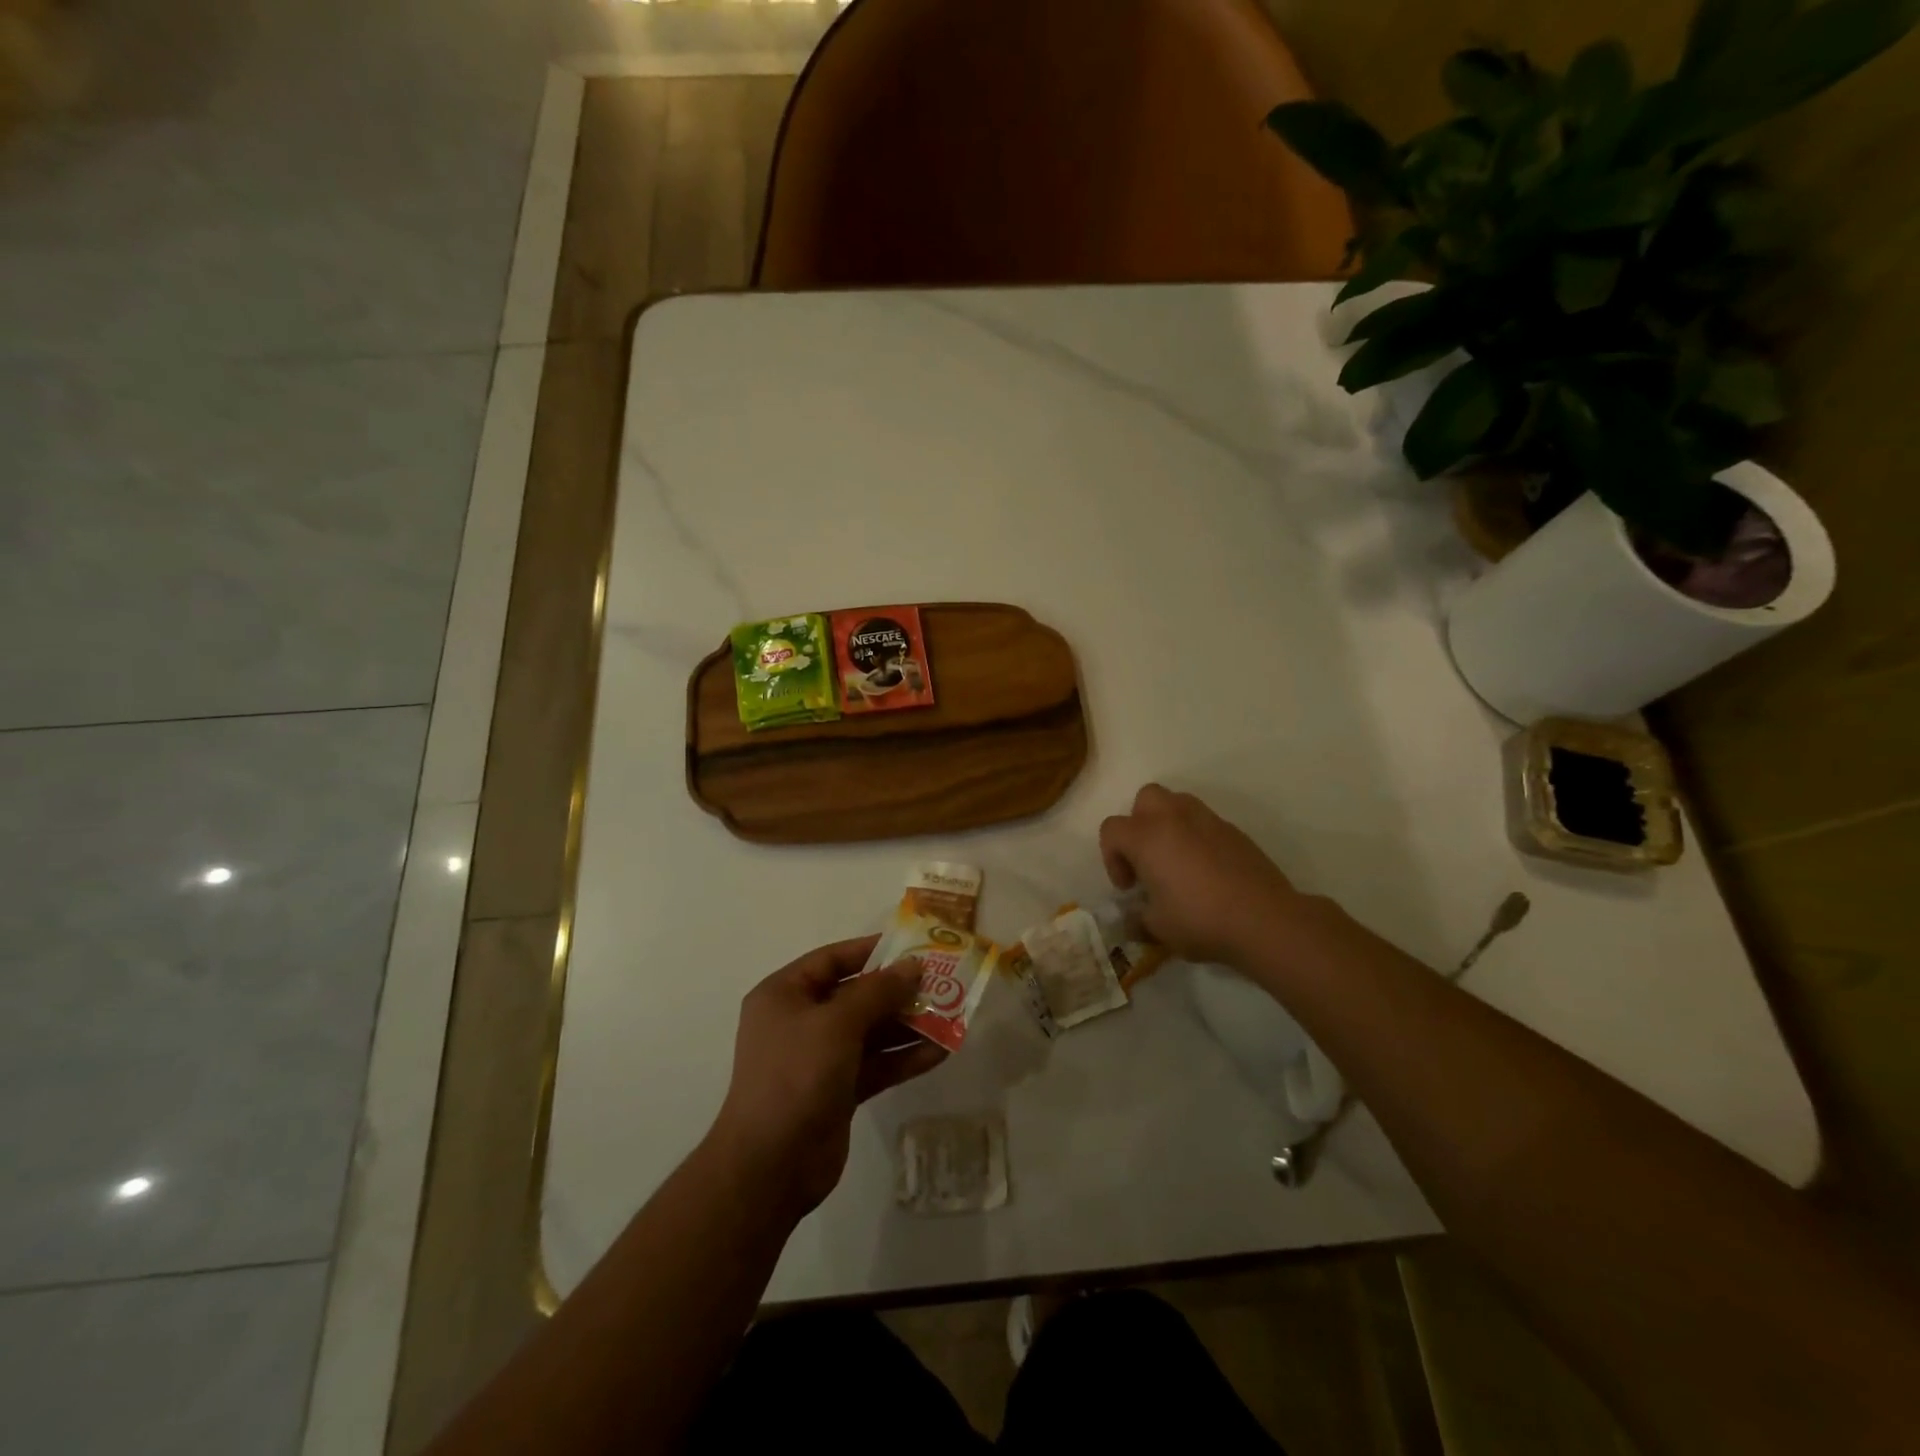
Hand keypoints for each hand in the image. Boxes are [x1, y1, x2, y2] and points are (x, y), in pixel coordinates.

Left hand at [709, 936, 946, 1218]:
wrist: (770, 1165)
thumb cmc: (796, 1074)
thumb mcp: (837, 1023)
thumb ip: (878, 991)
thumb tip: (913, 966)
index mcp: (785, 995)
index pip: (832, 959)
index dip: (871, 950)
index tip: (912, 947)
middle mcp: (800, 1021)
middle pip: (856, 995)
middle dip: (898, 990)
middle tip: (942, 981)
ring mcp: (819, 1058)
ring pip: (871, 1031)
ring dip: (908, 1024)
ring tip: (951, 1015)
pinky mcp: (838, 1090)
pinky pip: (876, 1064)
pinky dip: (904, 1057)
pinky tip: (940, 1051)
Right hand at [1099, 784, 1311, 967]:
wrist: (1264, 919)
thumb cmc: (1200, 920)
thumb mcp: (1158, 928)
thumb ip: (1138, 918)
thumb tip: (1134, 919)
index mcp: (1146, 837)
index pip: (1111, 829)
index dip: (1111, 857)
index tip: (1129, 887)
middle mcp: (1173, 818)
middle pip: (1145, 799)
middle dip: (1139, 824)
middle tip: (1147, 859)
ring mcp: (1207, 820)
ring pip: (1177, 802)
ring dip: (1168, 824)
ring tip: (1176, 860)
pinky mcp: (1234, 830)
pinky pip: (1205, 822)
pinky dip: (1197, 837)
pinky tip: (1207, 870)